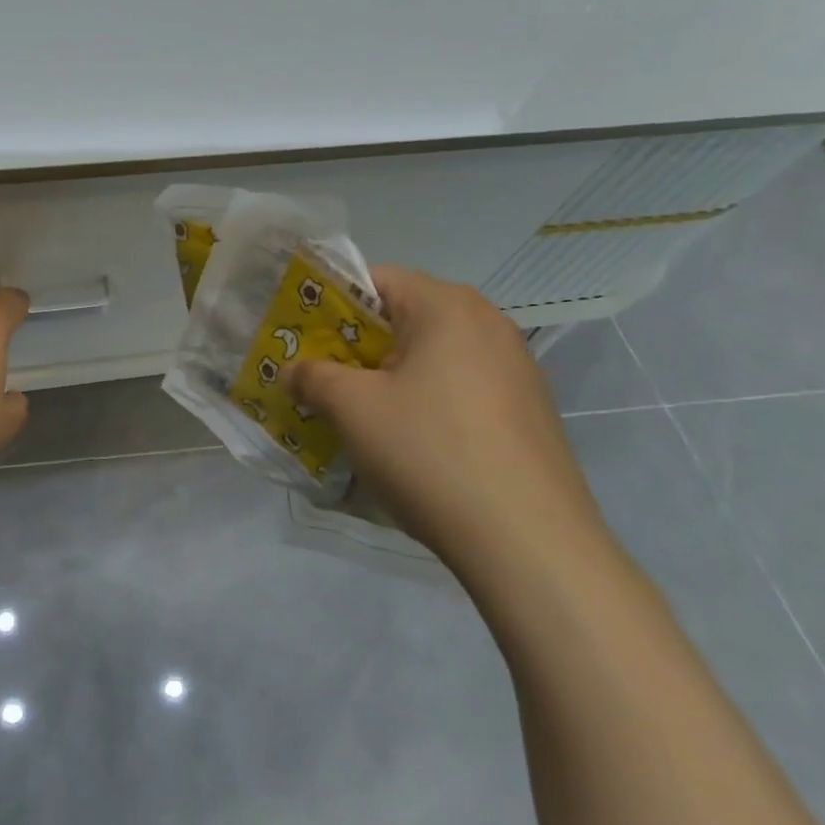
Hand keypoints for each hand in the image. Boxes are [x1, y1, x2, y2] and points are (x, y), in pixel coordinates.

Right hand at [283, 266, 611, 580]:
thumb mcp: (352, 409)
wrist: (530, 544)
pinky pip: (459, 388)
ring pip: (430, 356)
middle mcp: (487, 323)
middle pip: (403, 317)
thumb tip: (293, 371)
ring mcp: (515, 368)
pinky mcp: (528, 411)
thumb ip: (312, 377)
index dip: (328, 304)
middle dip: (355, 346)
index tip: (301, 339)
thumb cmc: (430, 452)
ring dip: (387, 377)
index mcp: (446, 305)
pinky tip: (408, 444)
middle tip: (319, 379)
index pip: (374, 279)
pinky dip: (424, 402)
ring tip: (357, 415)